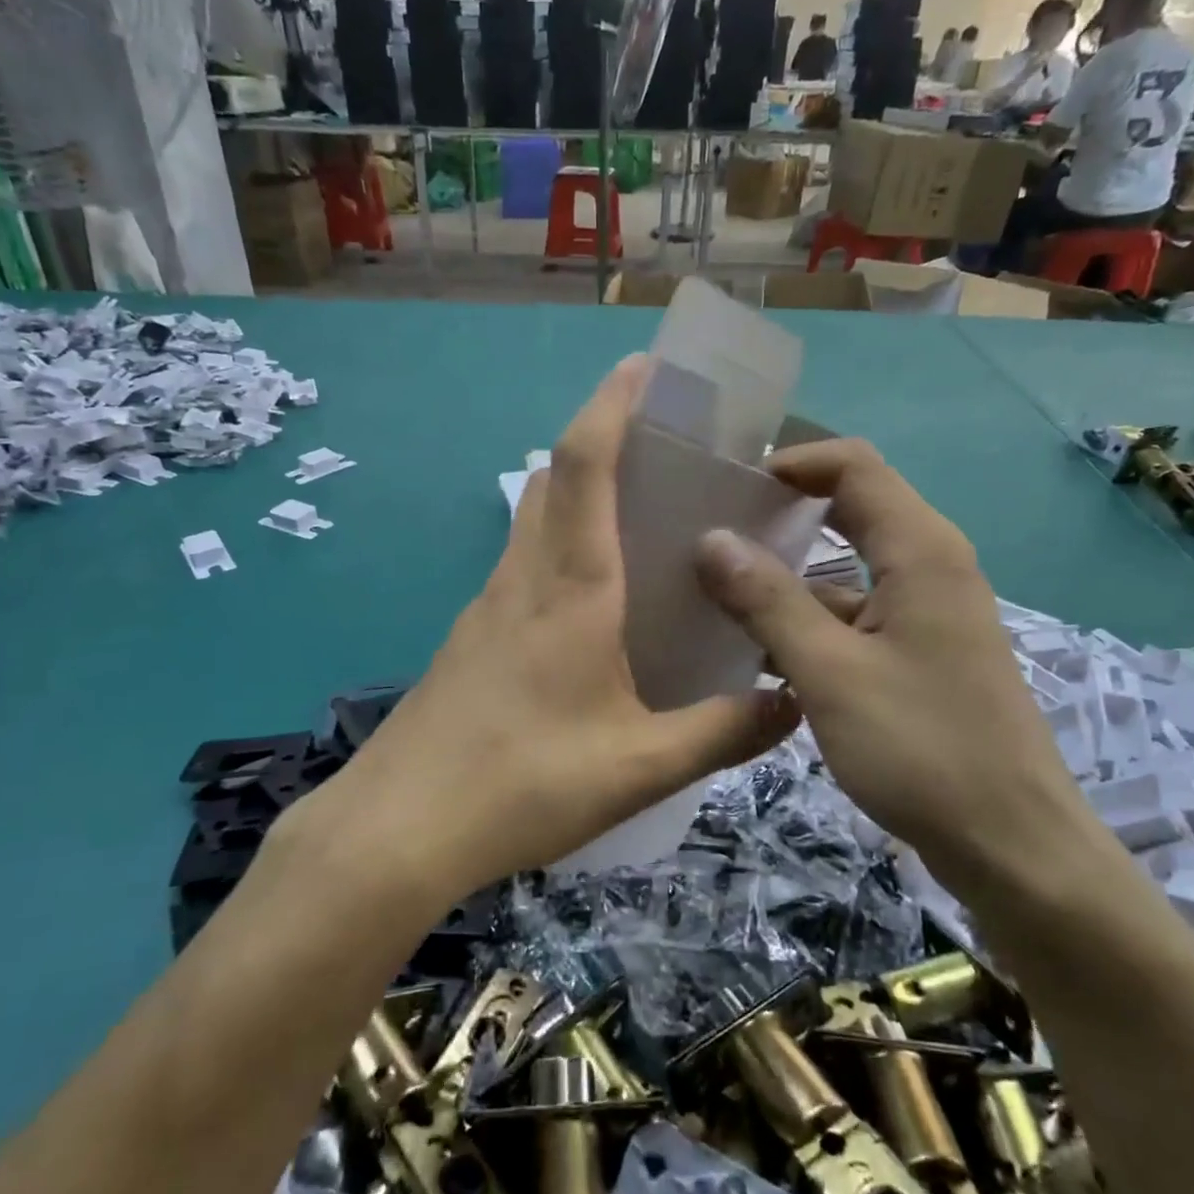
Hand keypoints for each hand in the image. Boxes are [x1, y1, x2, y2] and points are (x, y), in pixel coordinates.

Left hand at [346, 356, 799, 898]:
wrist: (401, 827)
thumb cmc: (522, 785)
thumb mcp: (639, 767)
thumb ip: (722, 733)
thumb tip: (793, 702)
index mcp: (569, 590)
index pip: (584, 465)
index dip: (613, 404)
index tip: (645, 367)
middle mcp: (523, 580)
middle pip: (554, 479)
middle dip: (602, 438)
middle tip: (663, 443)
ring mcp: (487, 607)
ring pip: (533, 521)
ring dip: (577, 492)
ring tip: (638, 511)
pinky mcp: (471, 638)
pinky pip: (521, 565)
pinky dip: (558, 546)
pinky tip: (592, 597)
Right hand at [693, 439, 1102, 902]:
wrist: (1010, 846)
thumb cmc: (921, 748)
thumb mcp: (829, 670)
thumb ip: (766, 600)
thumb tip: (710, 539)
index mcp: (920, 551)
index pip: (853, 466)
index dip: (792, 462)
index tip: (727, 485)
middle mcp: (929, 568)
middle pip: (850, 512)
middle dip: (781, 515)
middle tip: (710, 530)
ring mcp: (925, 615)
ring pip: (845, 573)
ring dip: (785, 579)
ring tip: (711, 594)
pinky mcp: (918, 656)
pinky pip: (853, 619)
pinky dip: (806, 624)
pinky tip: (754, 651)